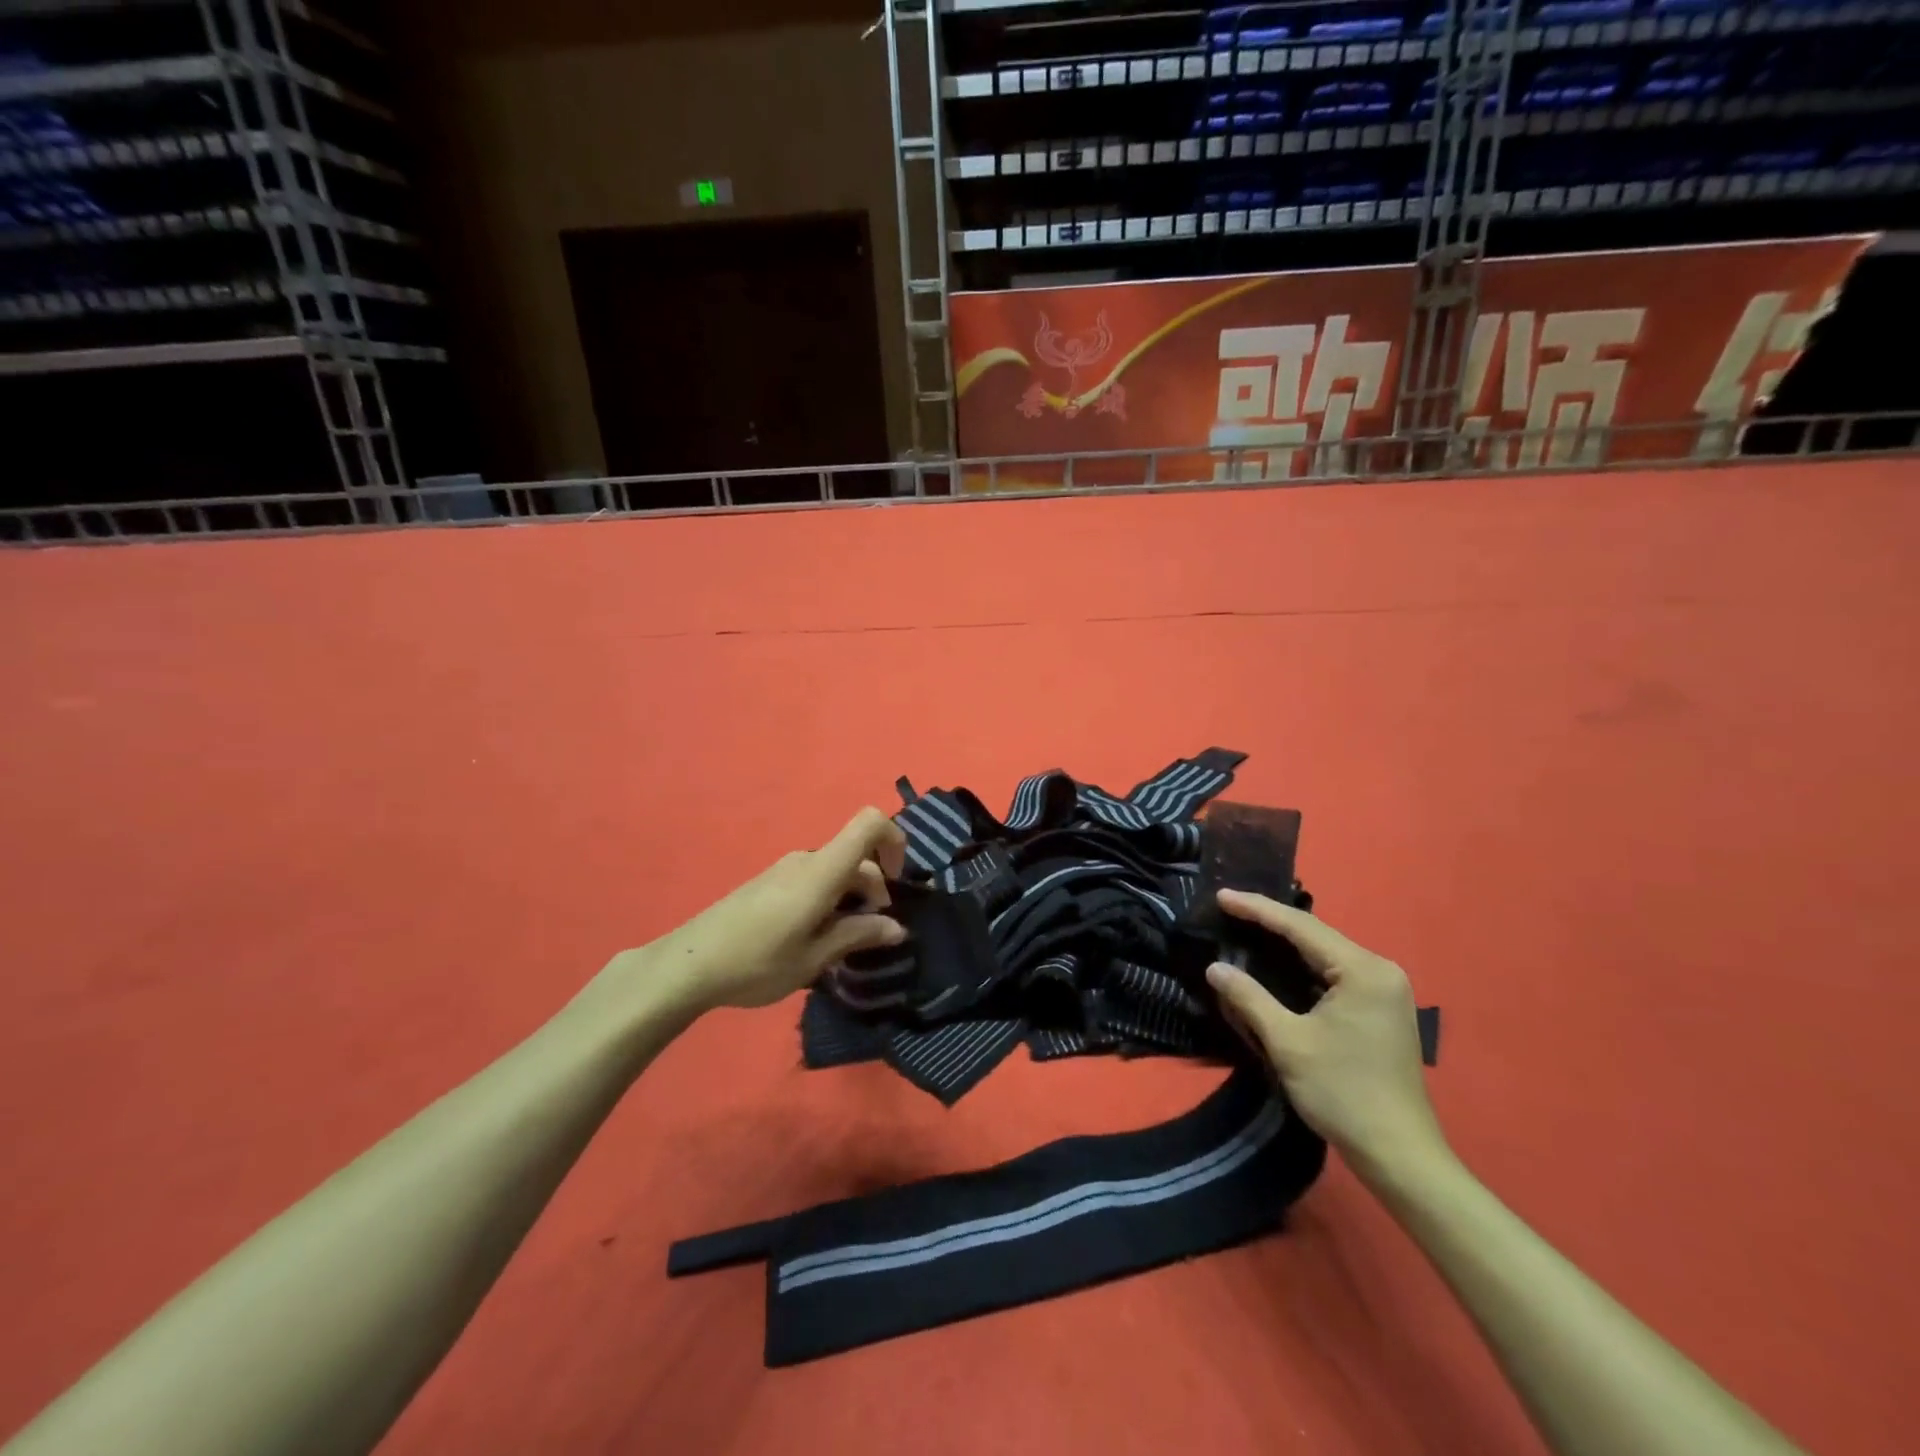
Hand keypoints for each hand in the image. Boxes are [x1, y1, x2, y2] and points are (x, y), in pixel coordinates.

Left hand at [648, 807, 909, 1012]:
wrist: (689, 964)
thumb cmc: (757, 962)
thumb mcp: (814, 957)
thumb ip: (858, 935)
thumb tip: (897, 927)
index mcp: (822, 871)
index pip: (869, 824)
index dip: (895, 841)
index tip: (896, 883)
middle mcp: (806, 859)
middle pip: (856, 855)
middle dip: (874, 889)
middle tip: (869, 936)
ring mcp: (785, 869)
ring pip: (836, 870)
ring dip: (851, 898)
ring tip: (839, 944)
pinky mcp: (770, 882)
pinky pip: (814, 879)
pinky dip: (829, 900)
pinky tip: (813, 938)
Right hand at [1206, 890, 1446, 1183]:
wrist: (1399, 1154)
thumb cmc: (1342, 1092)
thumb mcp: (1287, 1042)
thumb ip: (1249, 998)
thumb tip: (1215, 968)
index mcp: (1363, 970)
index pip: (1301, 927)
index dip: (1257, 909)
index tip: (1221, 896)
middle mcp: (1380, 970)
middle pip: (1315, 936)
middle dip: (1270, 921)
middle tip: (1228, 908)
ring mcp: (1385, 991)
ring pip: (1325, 954)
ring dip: (1286, 943)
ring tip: (1245, 927)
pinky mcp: (1381, 1010)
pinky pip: (1335, 973)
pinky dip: (1303, 966)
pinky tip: (1277, 964)